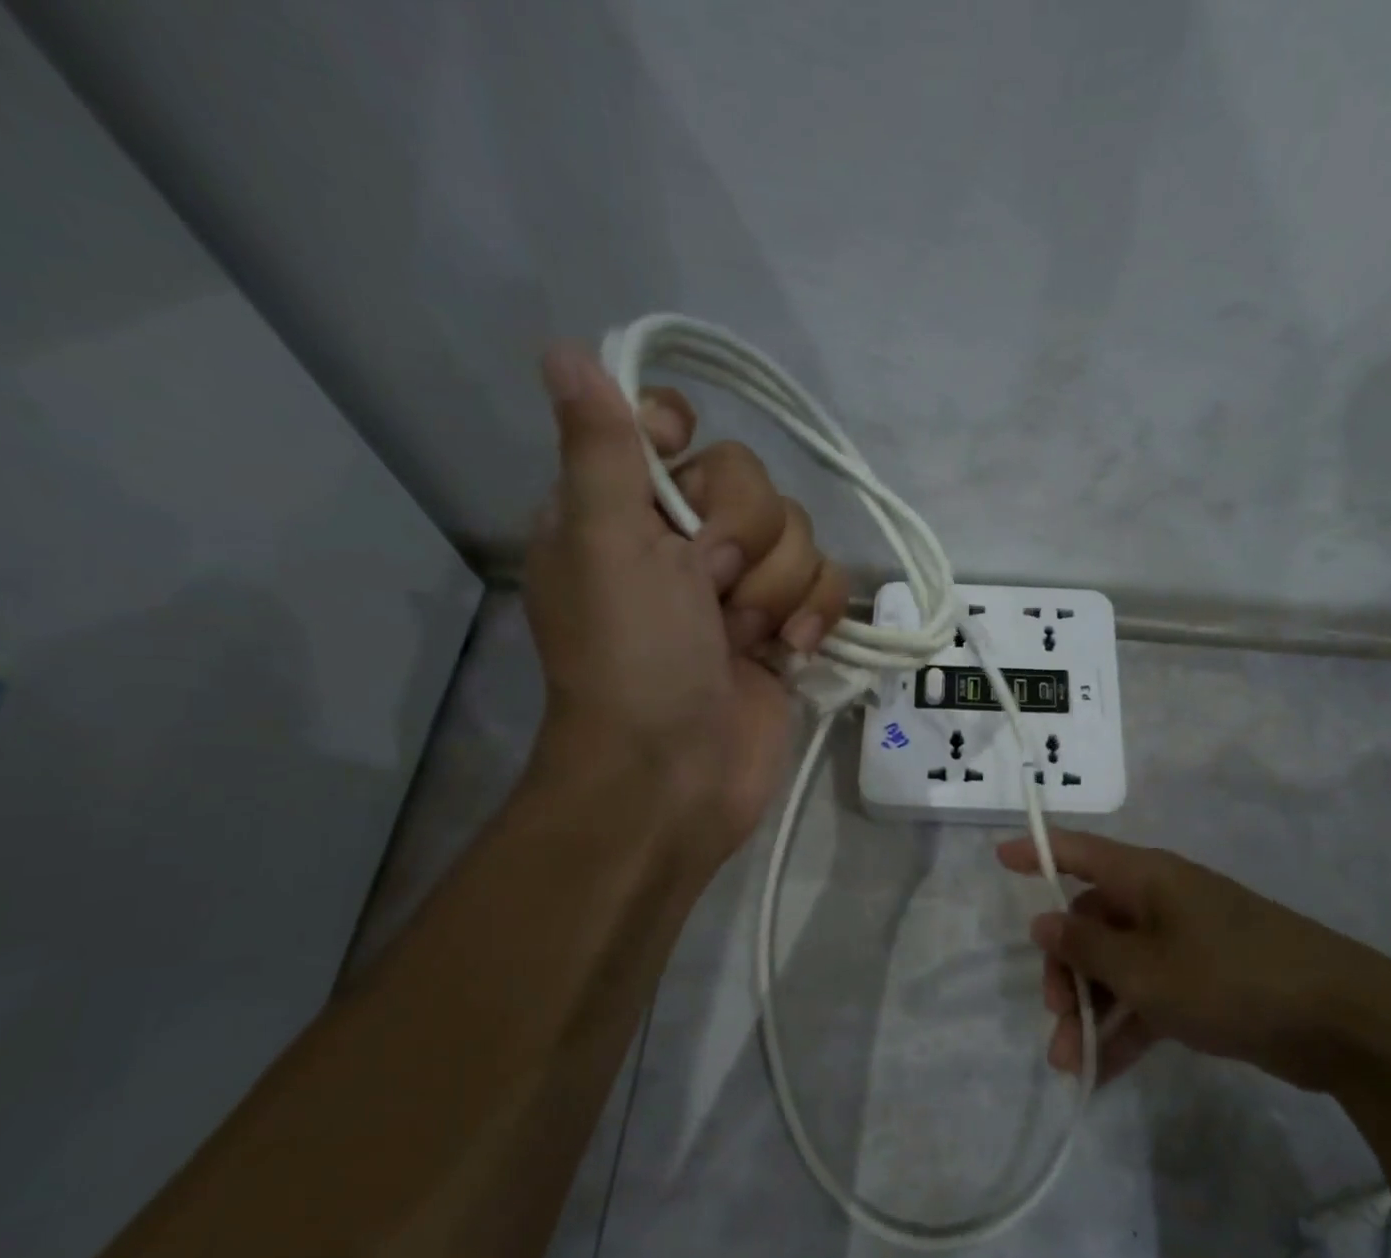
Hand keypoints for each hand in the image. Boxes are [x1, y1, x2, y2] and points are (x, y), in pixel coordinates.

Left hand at [523, 343, 848, 858]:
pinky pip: (827, 583)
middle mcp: (682, 540)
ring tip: (744, 637)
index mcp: (622, 511)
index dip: (686, 442)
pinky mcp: (787, 627)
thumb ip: (601, 448)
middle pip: (753, 480)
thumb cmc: (631, 659)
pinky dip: (816, 613)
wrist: (675, 775)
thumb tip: (563, 348)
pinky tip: (792, 648)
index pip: (669, 426)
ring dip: (776, 588)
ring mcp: (741, 587)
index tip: (683, 489)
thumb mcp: (605, 543)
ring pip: (798, 534)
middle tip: (707, 590)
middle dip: (742, 539)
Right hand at [996, 829, 1390, 1089]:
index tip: (998, 856)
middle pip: (1093, 922)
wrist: (1342, 1023)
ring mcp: (1185, 943)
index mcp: (1147, 879)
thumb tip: (1044, 922)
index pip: (1080, 851)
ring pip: (1119, 967)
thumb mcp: (1147, 969)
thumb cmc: (1231, 977)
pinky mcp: (1205, 983)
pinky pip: (1149, 998)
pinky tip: (1101, 1073)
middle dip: (1067, 968)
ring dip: (1092, 1010)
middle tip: (1055, 1014)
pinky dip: (1126, 1029)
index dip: (1037, 850)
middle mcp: (1162, 902)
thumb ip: (1088, 947)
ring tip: (1069, 1062)